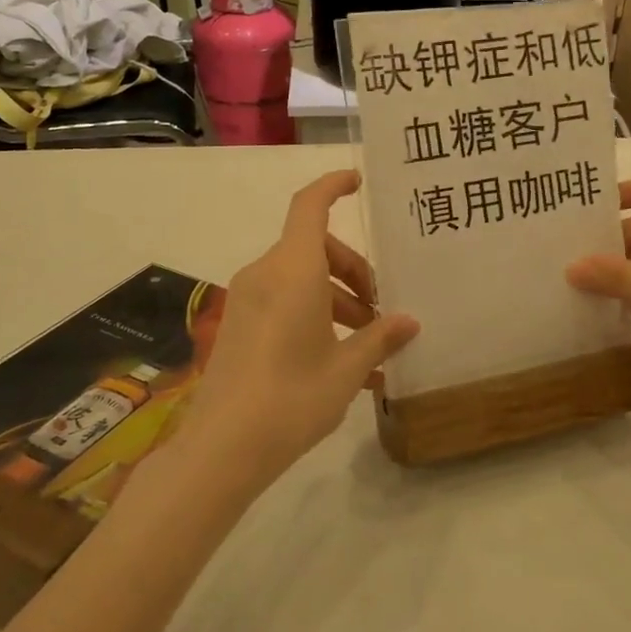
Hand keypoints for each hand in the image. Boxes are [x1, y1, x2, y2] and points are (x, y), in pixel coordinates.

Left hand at [184, 171, 418, 487]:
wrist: (221, 449)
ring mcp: (247, 300)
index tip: (358, 182)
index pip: (309, 206)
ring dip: (336, 299)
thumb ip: (379, 338)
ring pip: (300, 278)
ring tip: (368, 346)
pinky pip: (283, 302)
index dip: (332, 186)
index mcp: (292, 271)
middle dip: (353, 270)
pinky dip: (313, 316)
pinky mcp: (240, 324)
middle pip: (314, 248)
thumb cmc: (292, 398)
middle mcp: (266, 275)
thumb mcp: (347, 369)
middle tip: (380, 310)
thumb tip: (408, 322)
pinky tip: (340, 363)